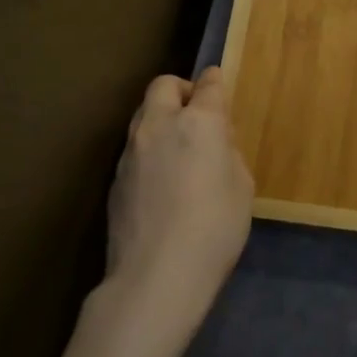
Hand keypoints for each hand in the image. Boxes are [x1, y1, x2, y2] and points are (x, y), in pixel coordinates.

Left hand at [102, 67, 252, 336]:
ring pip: (143, 115)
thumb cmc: (215, 227)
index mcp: (199, 122)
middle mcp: (160, 125)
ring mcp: (131, 151)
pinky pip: (134, 148)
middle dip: (180, 90)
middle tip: (196, 113)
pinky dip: (149, 149)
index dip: (215, 81)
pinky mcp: (115, 178)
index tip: (218, 83)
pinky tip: (161, 181)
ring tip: (179, 148)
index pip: (208, 85)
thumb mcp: (241, 186)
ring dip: (161, 118)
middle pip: (163, 86)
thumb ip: (227, 153)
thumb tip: (215, 143)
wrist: (156, 275)